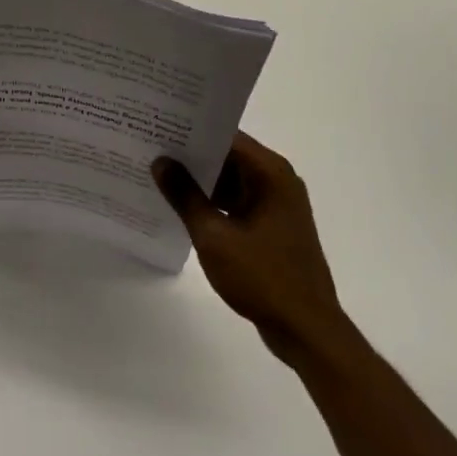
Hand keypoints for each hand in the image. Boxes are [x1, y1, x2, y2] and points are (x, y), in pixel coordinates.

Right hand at [153, 133, 344, 367]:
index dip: (191, 130)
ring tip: (158, 173)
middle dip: (191, 154)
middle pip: (228, 156)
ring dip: (200, 180)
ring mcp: (276, 205)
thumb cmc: (262, 277)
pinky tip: (181, 206)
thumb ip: (185, 196)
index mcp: (270, 173)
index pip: (226, 136)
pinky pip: (236, 202)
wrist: (306, 331)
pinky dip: (213, 202)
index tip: (158, 124)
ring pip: (231, 180)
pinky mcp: (272, 227)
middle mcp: (277, 181)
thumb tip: (161, 162)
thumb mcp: (214, 236)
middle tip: (150, 146)